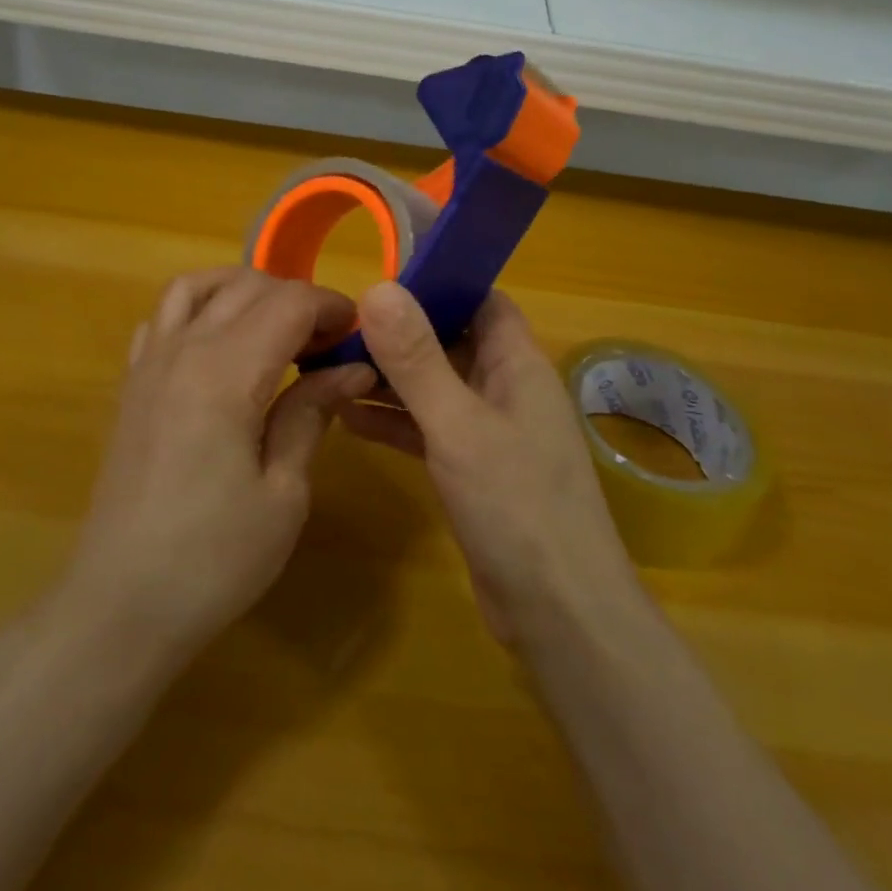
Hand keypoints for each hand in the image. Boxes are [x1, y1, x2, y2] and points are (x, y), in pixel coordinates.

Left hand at [61, 268, 376, 662]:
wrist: (120, 606)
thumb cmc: (213, 559)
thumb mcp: (283, 493)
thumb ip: (311, 414)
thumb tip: (352, 369)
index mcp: (226, 373)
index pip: (289, 303)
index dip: (332, 307)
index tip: (358, 336)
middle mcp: (184, 350)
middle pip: (248, 286)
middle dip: (297, 298)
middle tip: (328, 341)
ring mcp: (150, 363)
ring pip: (198, 285)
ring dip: (244, 289)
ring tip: (276, 325)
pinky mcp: (131, 383)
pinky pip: (163, 315)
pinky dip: (199, 307)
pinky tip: (220, 343)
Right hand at [346, 282, 644, 648]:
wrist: (559, 615)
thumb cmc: (517, 506)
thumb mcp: (459, 425)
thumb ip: (417, 359)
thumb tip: (379, 287)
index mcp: (518, 363)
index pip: (481, 299)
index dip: (440, 281)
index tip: (383, 275)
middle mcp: (507, 388)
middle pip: (451, 340)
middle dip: (401, 331)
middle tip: (342, 324)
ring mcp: (491, 431)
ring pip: (436, 386)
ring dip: (391, 378)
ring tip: (332, 367)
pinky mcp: (475, 470)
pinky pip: (430, 429)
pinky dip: (396, 422)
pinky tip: (349, 419)